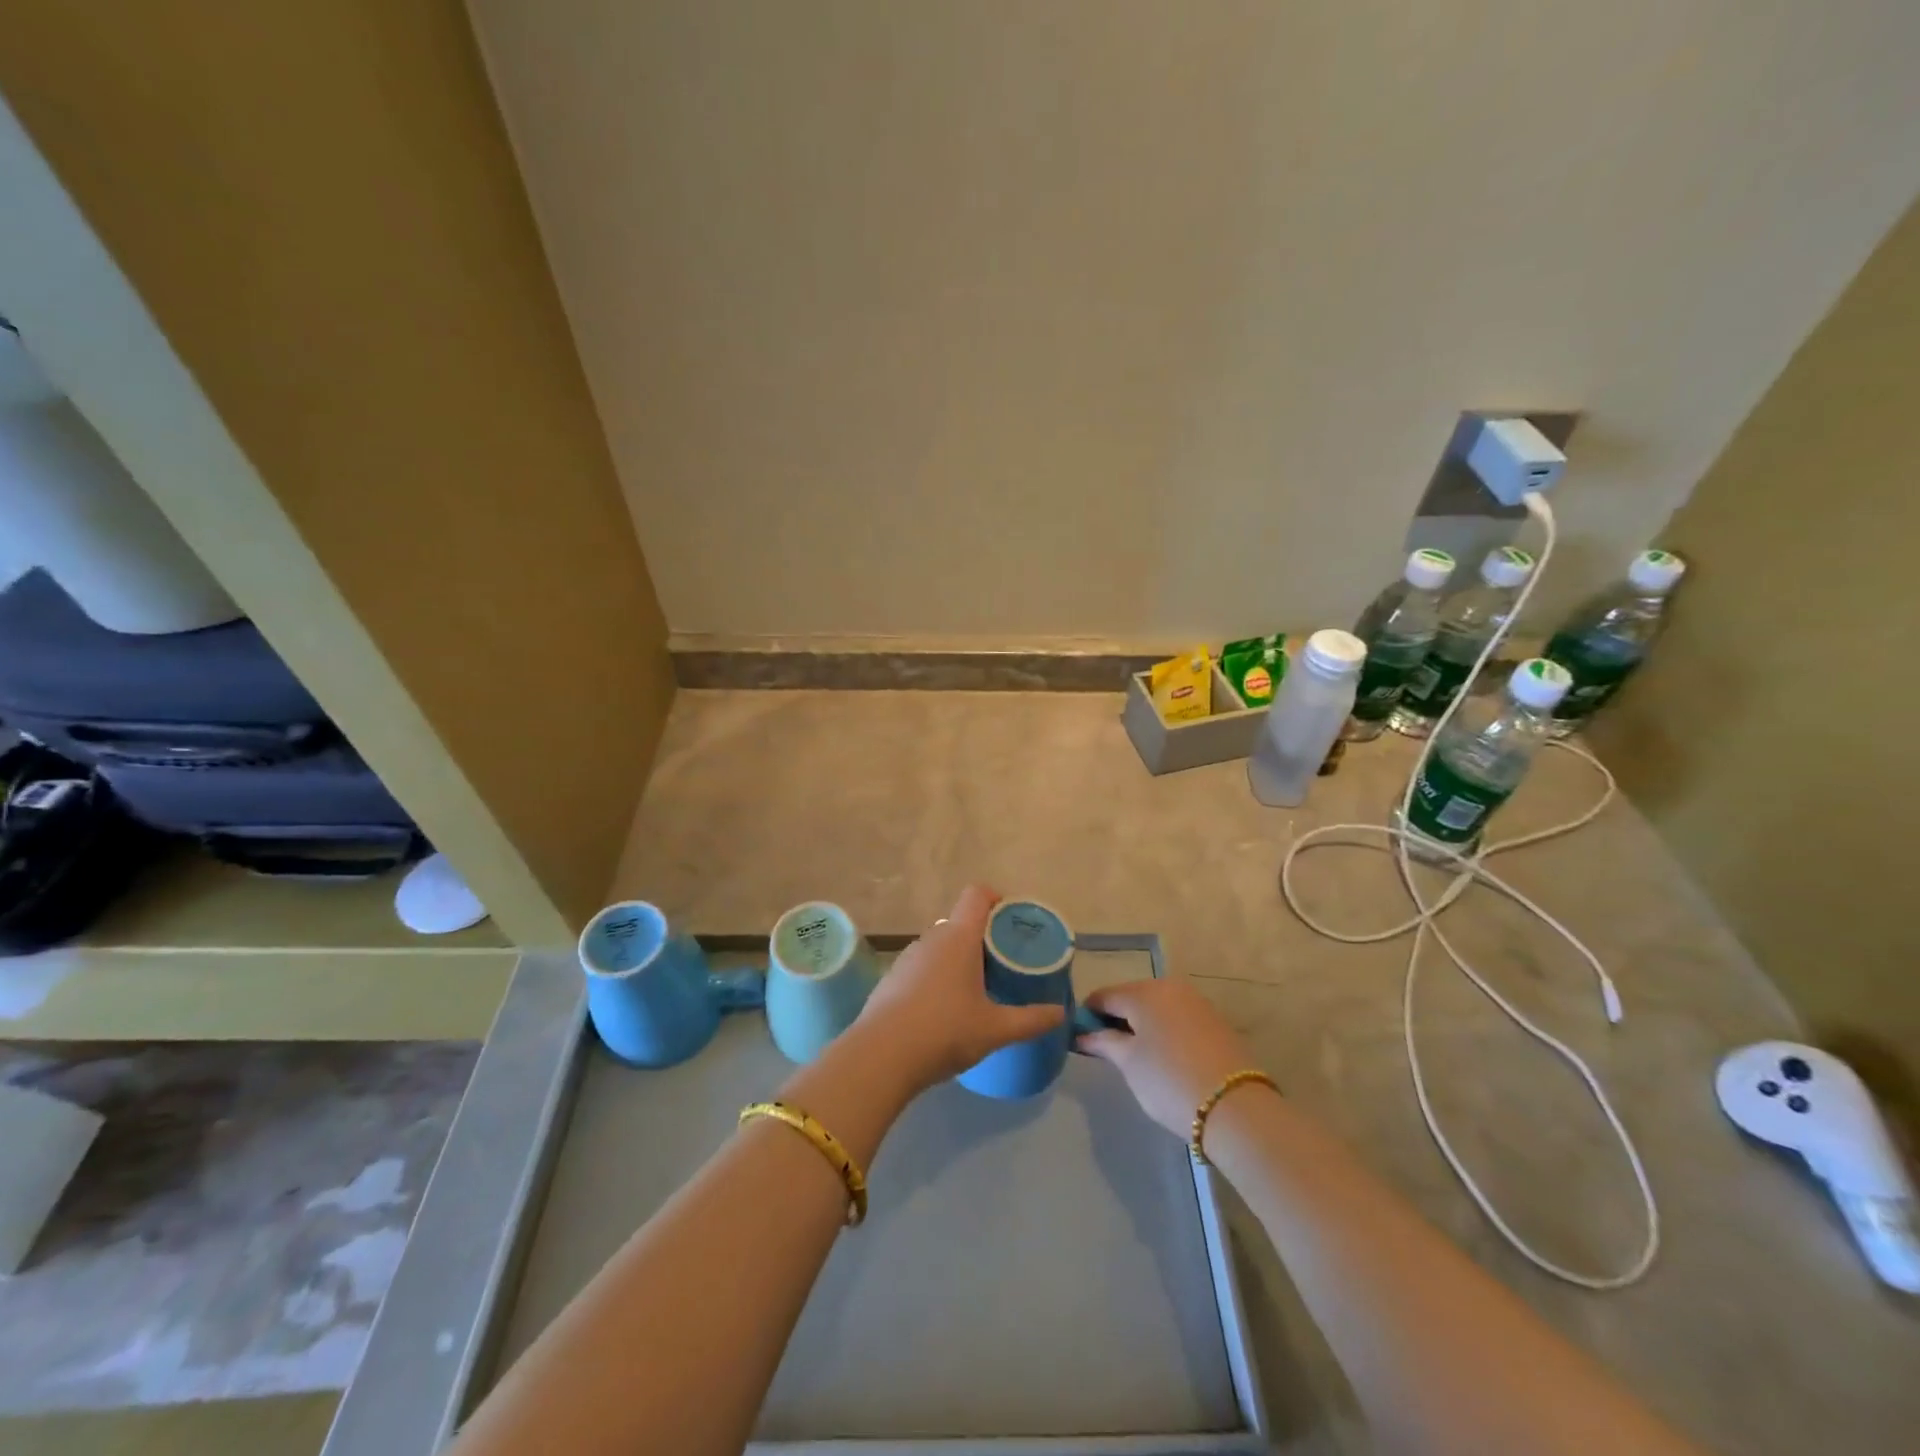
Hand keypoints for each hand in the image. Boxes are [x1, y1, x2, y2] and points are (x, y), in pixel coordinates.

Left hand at [853, 885, 1065, 1093]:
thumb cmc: (944, 1032)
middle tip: (1005, 967)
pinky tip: (945, 1012)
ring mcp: (907, 958)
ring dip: (960, 961)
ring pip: (941, 947)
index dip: (997, 899)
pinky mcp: (891, 979)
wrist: (880, 1057)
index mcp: (958, 937)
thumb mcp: (995, 1029)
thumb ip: (1031, 1020)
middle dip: (984, 940)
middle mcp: (931, 938)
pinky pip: (923, 968)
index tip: (1013, 923)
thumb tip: (1061, 1014)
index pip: (978, 895)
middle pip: (962, 923)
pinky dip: (938, 979)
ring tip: (978, 992)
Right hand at [1077, 979, 1264, 1137]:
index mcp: (1143, 992)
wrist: (1235, 1107)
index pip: (1104, 996)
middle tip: (1107, 1048)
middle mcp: (1169, 986)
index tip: (1079, 1036)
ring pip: (1157, 1006)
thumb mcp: (1129, 1063)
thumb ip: (1103, 1042)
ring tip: (1136, 1054)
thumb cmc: (1169, 1081)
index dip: (1088, 1014)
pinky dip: (1165, 1029)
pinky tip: (1164, 1055)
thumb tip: (1083, 1034)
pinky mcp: (1215, 1019)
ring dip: (1142, 1023)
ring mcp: (1196, 1001)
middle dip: (1116, 1017)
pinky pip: (1178, 1016)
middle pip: (1131, 997)